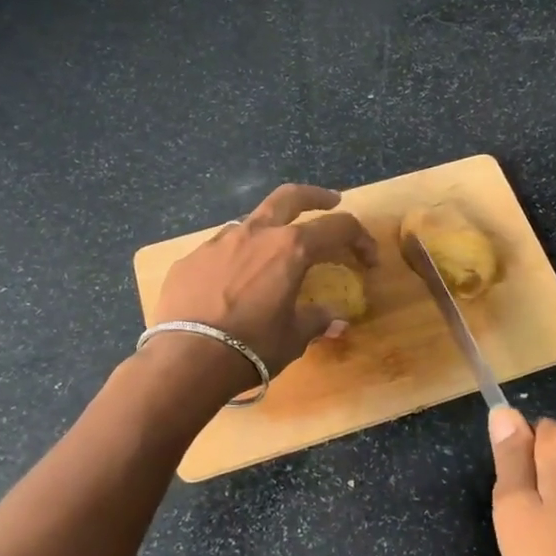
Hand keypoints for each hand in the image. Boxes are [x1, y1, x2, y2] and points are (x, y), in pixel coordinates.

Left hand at [152, 183, 377, 377]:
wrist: (187, 359)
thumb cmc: (252, 347)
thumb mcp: (293, 338)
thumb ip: (316, 321)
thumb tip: (335, 320)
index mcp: (290, 248)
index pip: (337, 228)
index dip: (360, 239)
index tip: (368, 259)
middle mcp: (255, 234)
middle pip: (290, 197)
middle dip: (315, 196)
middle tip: (329, 201)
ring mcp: (218, 242)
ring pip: (250, 222)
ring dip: (269, 231)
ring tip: (273, 255)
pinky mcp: (190, 259)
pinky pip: (219, 250)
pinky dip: (234, 259)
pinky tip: (230, 284)